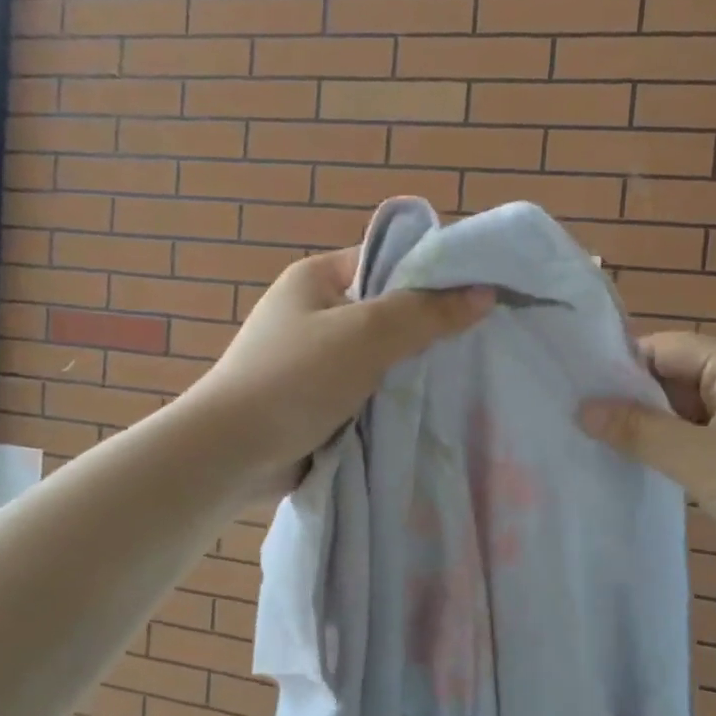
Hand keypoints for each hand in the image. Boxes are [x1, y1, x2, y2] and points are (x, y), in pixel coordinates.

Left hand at [185, 246, 491, 488]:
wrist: (230, 454)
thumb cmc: (295, 377)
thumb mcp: (366, 334)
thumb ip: (426, 312)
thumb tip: (485, 292)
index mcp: (317, 278)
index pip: (386, 261)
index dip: (431, 274)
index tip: (479, 296)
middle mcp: (315, 312)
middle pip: (387, 310)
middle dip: (427, 327)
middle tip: (479, 341)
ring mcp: (314, 359)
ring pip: (380, 355)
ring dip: (411, 369)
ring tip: (464, 376)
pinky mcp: (317, 400)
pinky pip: (367, 390)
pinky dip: (392, 398)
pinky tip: (430, 407)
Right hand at [579, 333, 715, 600]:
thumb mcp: (701, 461)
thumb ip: (639, 430)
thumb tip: (582, 409)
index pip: (666, 347)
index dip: (622, 365)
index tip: (576, 389)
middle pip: (672, 376)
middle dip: (630, 398)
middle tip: (576, 419)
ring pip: (681, 410)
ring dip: (646, 426)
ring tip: (593, 440)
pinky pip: (695, 437)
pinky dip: (667, 447)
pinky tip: (633, 463)